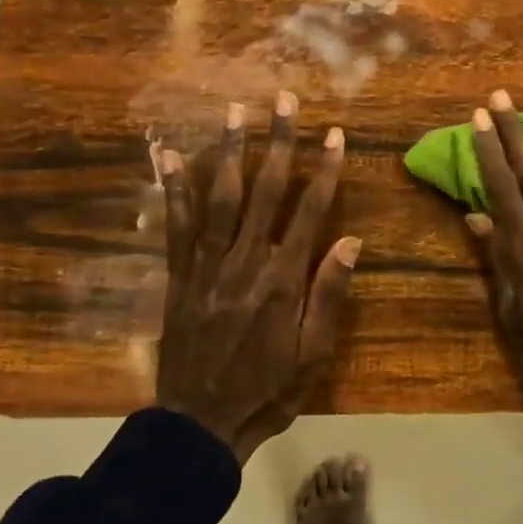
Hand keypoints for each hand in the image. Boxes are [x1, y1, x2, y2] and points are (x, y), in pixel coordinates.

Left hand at [157, 94, 360, 463]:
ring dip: (229, 151)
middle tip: (284, 100)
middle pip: (264, 192)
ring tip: (235, 111)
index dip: (324, 171)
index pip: (309, 212)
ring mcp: (206, 266)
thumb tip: (350, 240)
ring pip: (219, 197)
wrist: (200, 422)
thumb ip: (329, 295)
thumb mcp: (313, 354)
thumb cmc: (268, 391)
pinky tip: (172, 157)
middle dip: (278, 143)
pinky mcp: (179, 276)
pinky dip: (174, 190)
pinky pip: (175, 226)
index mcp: (282, 280)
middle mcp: (244, 262)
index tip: (334, 135)